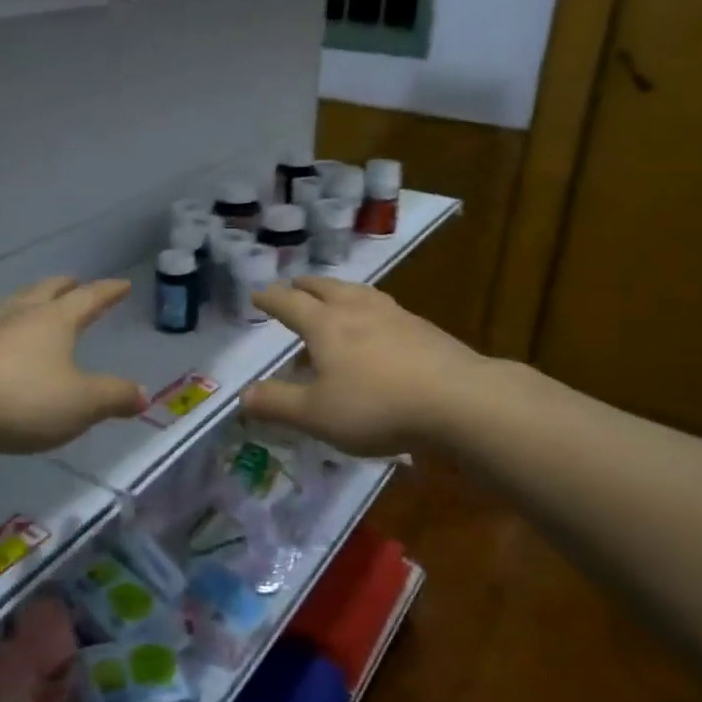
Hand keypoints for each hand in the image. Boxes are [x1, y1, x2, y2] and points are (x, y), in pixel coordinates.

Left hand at [0, 277, 146, 453]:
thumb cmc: (25, 398)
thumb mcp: (82, 402)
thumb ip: (114, 396)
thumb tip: (143, 394)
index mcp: (55, 320)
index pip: (88, 298)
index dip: (107, 292)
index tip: (122, 284)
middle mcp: (23, 317)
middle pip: (46, 291)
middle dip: (64, 287)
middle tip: (75, 282)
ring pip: (17, 305)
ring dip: (33, 300)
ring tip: (39, 303)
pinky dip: (11, 328)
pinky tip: (6, 341)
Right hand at [242, 277, 493, 455]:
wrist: (458, 400)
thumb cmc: (376, 406)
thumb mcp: (316, 415)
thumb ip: (277, 403)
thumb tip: (242, 394)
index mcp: (325, 324)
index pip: (289, 303)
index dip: (270, 299)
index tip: (257, 295)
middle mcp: (356, 309)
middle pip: (324, 287)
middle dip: (304, 286)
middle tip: (293, 286)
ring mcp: (394, 314)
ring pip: (357, 292)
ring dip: (337, 290)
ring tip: (334, 295)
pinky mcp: (423, 327)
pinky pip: (383, 307)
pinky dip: (367, 307)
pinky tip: (377, 324)